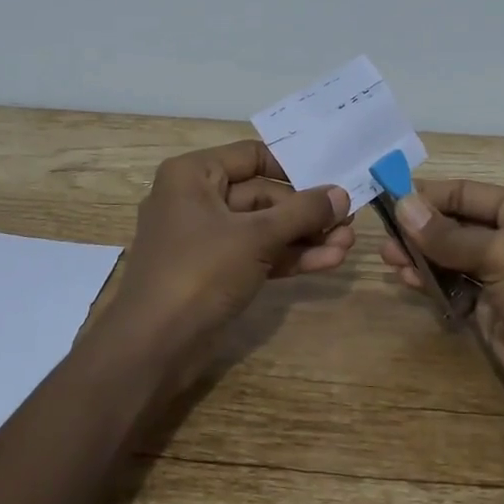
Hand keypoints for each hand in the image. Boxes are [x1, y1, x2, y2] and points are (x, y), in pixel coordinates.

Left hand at [96, 139, 350, 383]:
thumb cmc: (199, 272)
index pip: (252, 156)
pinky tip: (328, 261)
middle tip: (349, 221)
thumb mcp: (256, 236)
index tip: (332, 179)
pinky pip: (258, 253)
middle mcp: (197, 199)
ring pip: (264, 228)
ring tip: (348, 245)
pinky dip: (289, 257)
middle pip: (263, 195)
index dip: (294, 167)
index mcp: (193, 175)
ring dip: (305, 237)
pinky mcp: (216, 271)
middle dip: (307, 212)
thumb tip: (342, 194)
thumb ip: (302, 212)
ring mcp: (206, 238)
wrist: (154, 347)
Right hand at [380, 178, 503, 438]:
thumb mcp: (503, 254)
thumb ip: (449, 235)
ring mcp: (501, 278)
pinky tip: (408, 282)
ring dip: (421, 257)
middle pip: (455, 225)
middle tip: (383, 237)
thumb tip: (402, 205)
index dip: (428, 196)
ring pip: (450, 258)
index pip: (466, 194)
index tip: (387, 199)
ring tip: (389, 260)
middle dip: (420, 229)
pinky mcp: (491, 313)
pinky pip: (453, 289)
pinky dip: (431, 284)